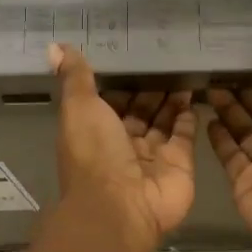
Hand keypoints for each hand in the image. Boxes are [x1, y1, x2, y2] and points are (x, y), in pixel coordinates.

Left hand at [49, 43, 195, 244]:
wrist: (121, 206)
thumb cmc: (94, 153)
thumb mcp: (78, 107)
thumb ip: (75, 77)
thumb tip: (56, 46)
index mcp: (95, 131)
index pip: (109, 101)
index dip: (120, 82)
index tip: (133, 55)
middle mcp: (123, 144)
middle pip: (139, 111)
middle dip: (150, 89)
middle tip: (167, 57)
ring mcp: (153, 156)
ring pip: (163, 121)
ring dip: (171, 98)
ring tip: (184, 68)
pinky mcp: (180, 163)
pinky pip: (185, 135)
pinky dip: (188, 116)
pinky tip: (195, 93)